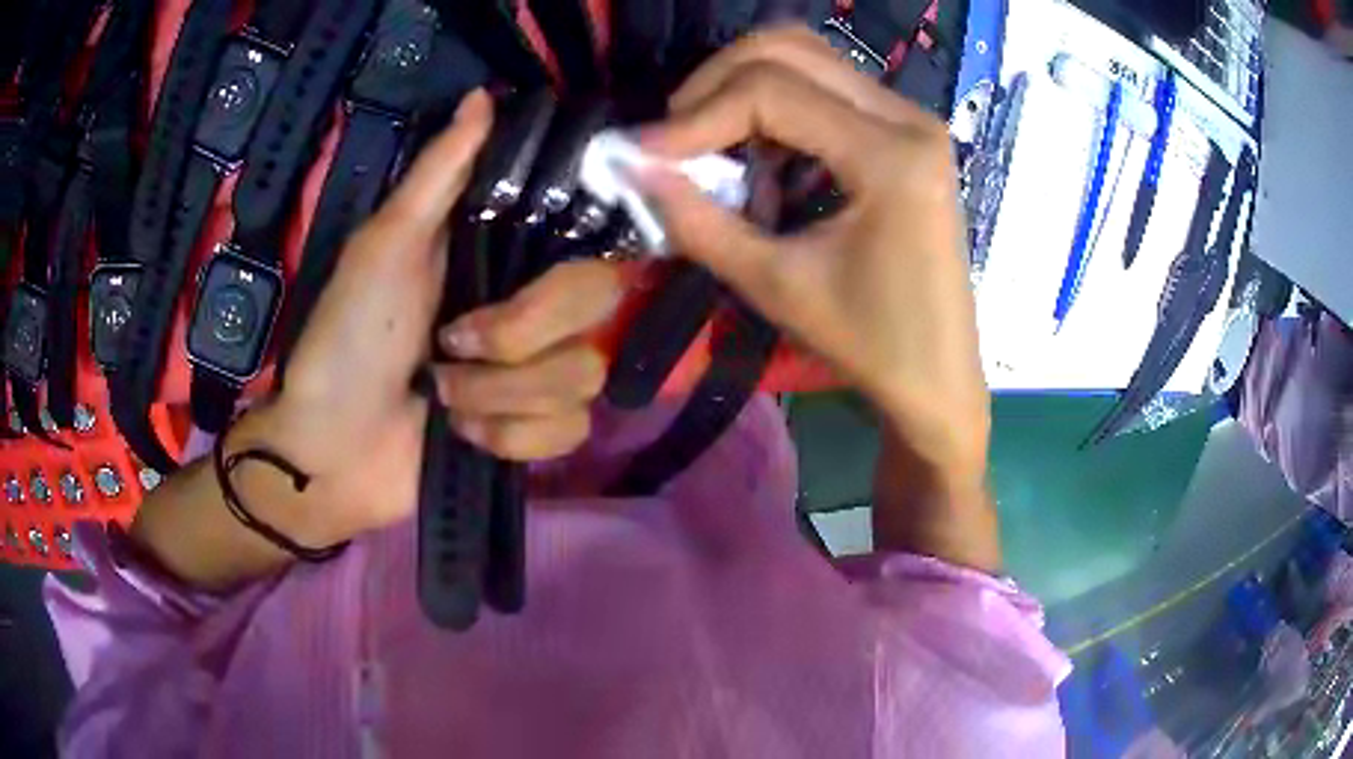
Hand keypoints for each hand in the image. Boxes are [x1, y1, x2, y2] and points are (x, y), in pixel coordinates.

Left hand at [237, 92, 620, 544]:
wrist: (332, 448)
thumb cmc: (348, 339)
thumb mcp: (385, 245)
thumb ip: (439, 173)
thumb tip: (485, 94)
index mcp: (501, 257)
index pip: (588, 240)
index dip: (576, 257)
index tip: (534, 272)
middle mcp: (533, 310)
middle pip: (597, 304)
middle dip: (518, 335)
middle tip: (452, 345)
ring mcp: (536, 377)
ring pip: (581, 376)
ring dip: (497, 395)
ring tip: (441, 398)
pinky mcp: (534, 436)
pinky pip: (568, 432)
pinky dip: (507, 438)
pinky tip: (462, 435)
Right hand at [639, 27, 990, 484]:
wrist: (938, 377)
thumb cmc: (869, 344)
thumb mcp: (775, 285)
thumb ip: (697, 220)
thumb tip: (631, 168)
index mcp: (890, 155)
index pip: (770, 90)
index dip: (694, 115)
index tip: (643, 155)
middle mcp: (908, 117)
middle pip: (789, 49)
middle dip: (714, 83)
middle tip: (675, 139)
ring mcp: (912, 120)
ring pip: (808, 59)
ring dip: (743, 89)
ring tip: (710, 147)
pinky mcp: (905, 134)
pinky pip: (827, 88)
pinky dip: (777, 107)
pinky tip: (759, 157)